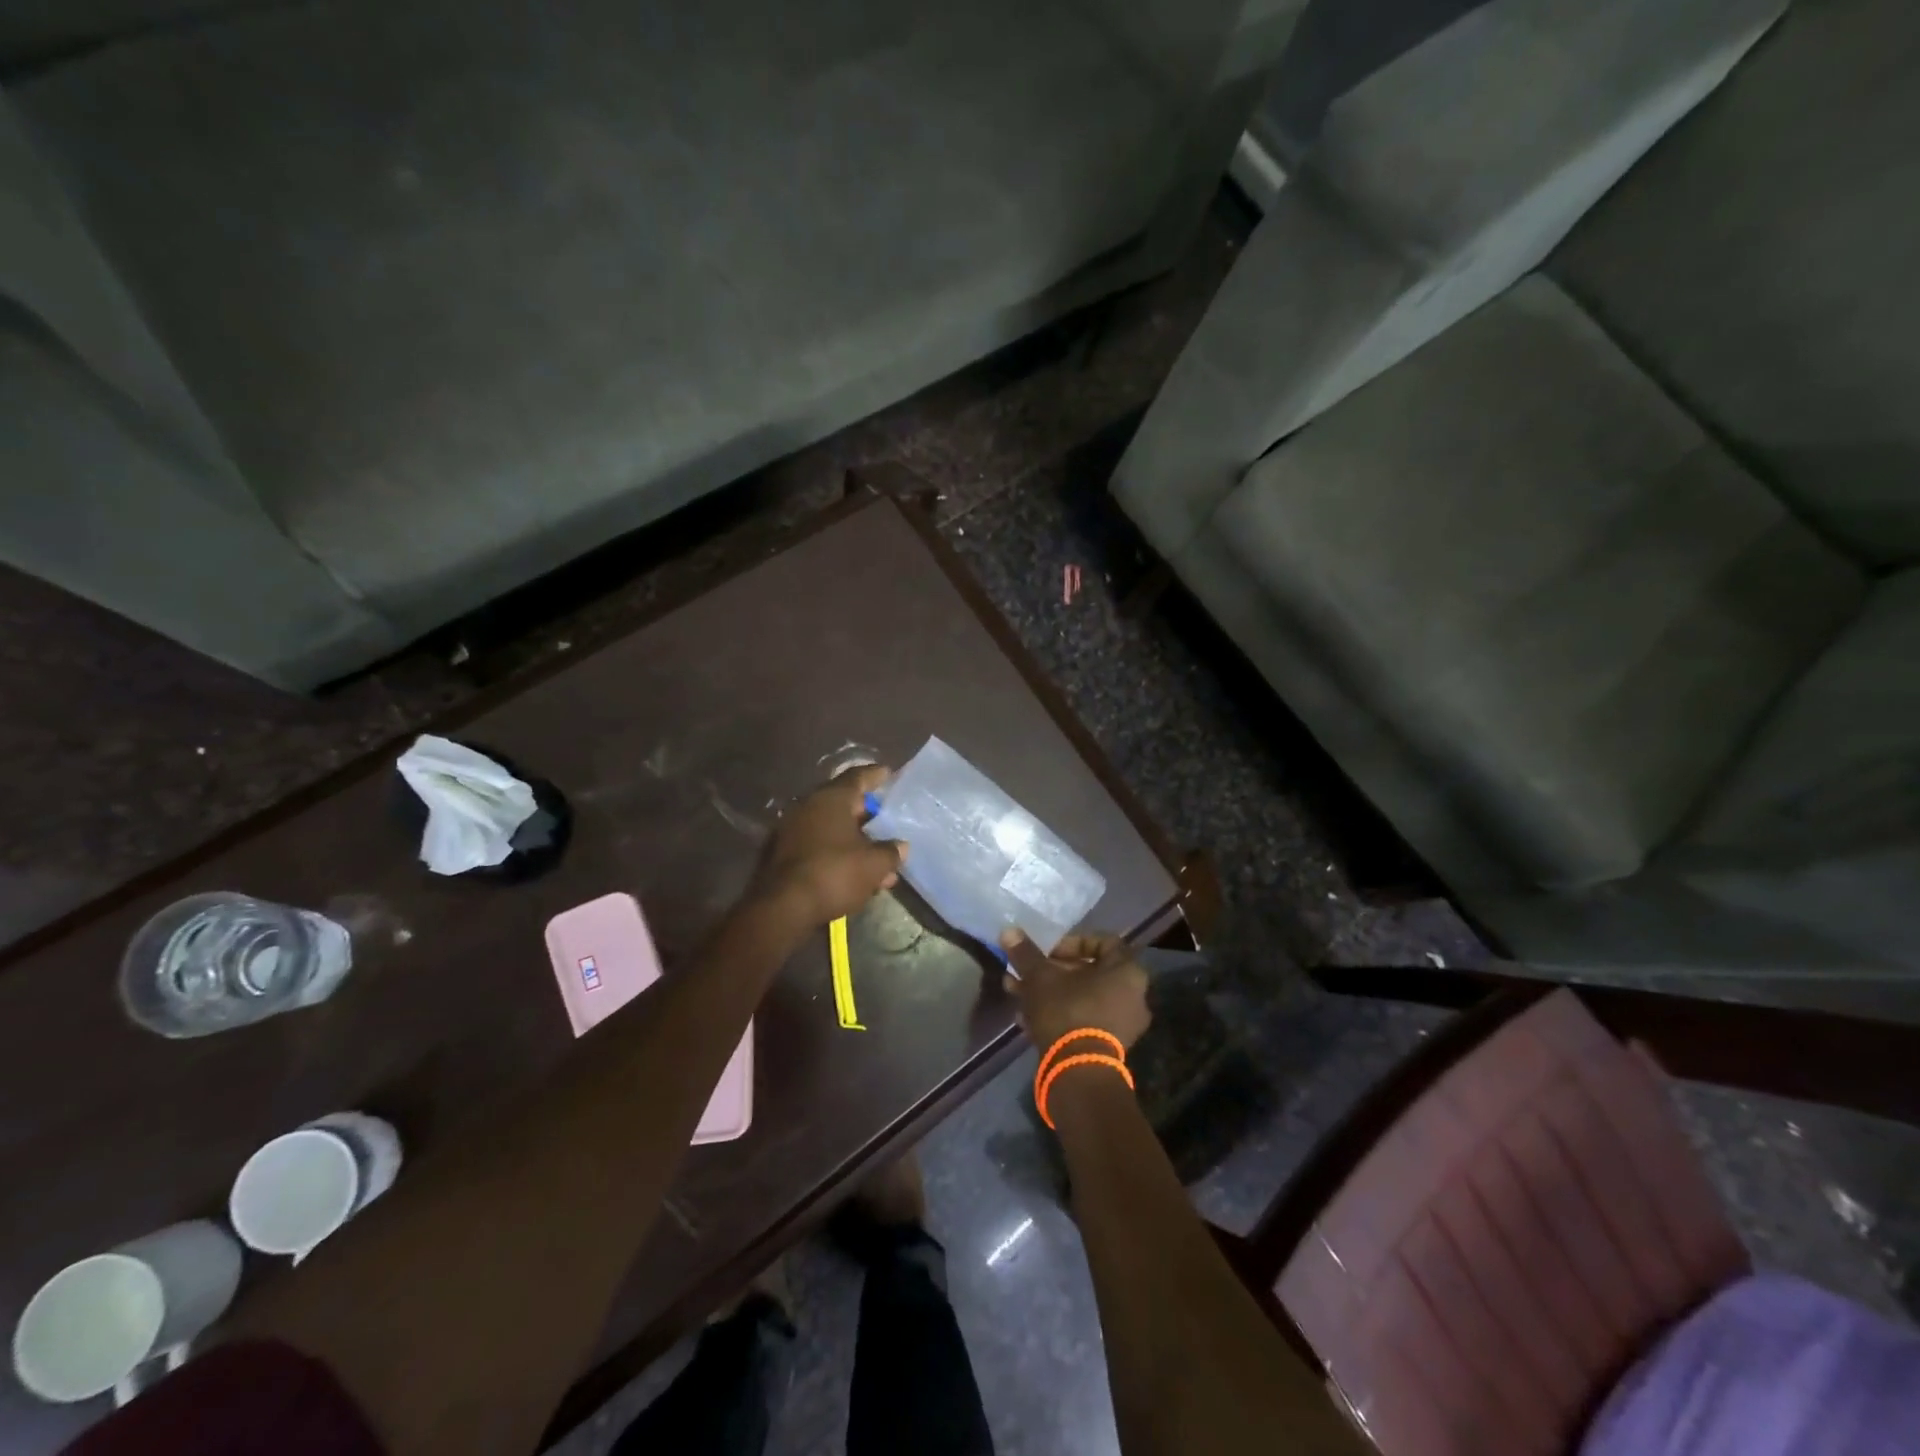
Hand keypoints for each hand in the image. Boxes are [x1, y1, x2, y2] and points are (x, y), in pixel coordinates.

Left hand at [752, 765, 906, 926]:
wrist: (783, 907)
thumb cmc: (834, 873)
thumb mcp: (874, 864)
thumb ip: (891, 852)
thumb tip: (900, 847)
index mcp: (831, 798)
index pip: (857, 777)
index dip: (875, 775)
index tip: (888, 773)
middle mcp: (808, 806)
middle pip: (842, 803)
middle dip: (866, 815)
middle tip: (885, 821)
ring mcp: (791, 830)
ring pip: (831, 829)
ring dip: (854, 842)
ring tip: (877, 861)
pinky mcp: (782, 854)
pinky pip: (818, 846)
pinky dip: (837, 854)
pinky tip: (854, 874)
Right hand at [1000, 930, 1150, 1051]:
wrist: (1078, 1072)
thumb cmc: (1067, 1011)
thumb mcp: (1040, 977)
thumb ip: (1026, 953)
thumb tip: (1008, 930)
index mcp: (1127, 971)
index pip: (1102, 942)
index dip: (1071, 942)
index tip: (1047, 951)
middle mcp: (1133, 996)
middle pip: (1089, 972)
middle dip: (1053, 971)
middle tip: (1028, 973)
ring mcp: (1123, 1024)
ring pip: (1082, 997)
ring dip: (1051, 993)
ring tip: (1018, 994)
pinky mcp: (1110, 1048)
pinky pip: (1084, 1020)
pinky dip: (1059, 1015)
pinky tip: (1026, 1019)